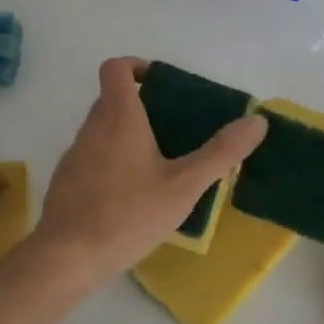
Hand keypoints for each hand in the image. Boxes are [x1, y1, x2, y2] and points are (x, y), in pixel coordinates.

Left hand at [29, 56, 267, 290]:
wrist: (66, 258)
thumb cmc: (128, 214)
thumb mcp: (184, 185)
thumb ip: (221, 153)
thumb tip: (257, 121)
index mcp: (118, 117)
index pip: (115, 68)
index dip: (136, 66)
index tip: (160, 84)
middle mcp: (91, 127)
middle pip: (112, 99)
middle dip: (141, 107)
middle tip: (173, 130)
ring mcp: (74, 155)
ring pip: (102, 130)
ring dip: (127, 136)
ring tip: (159, 166)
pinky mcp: (66, 181)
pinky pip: (92, 158)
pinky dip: (112, 163)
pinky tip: (132, 197)